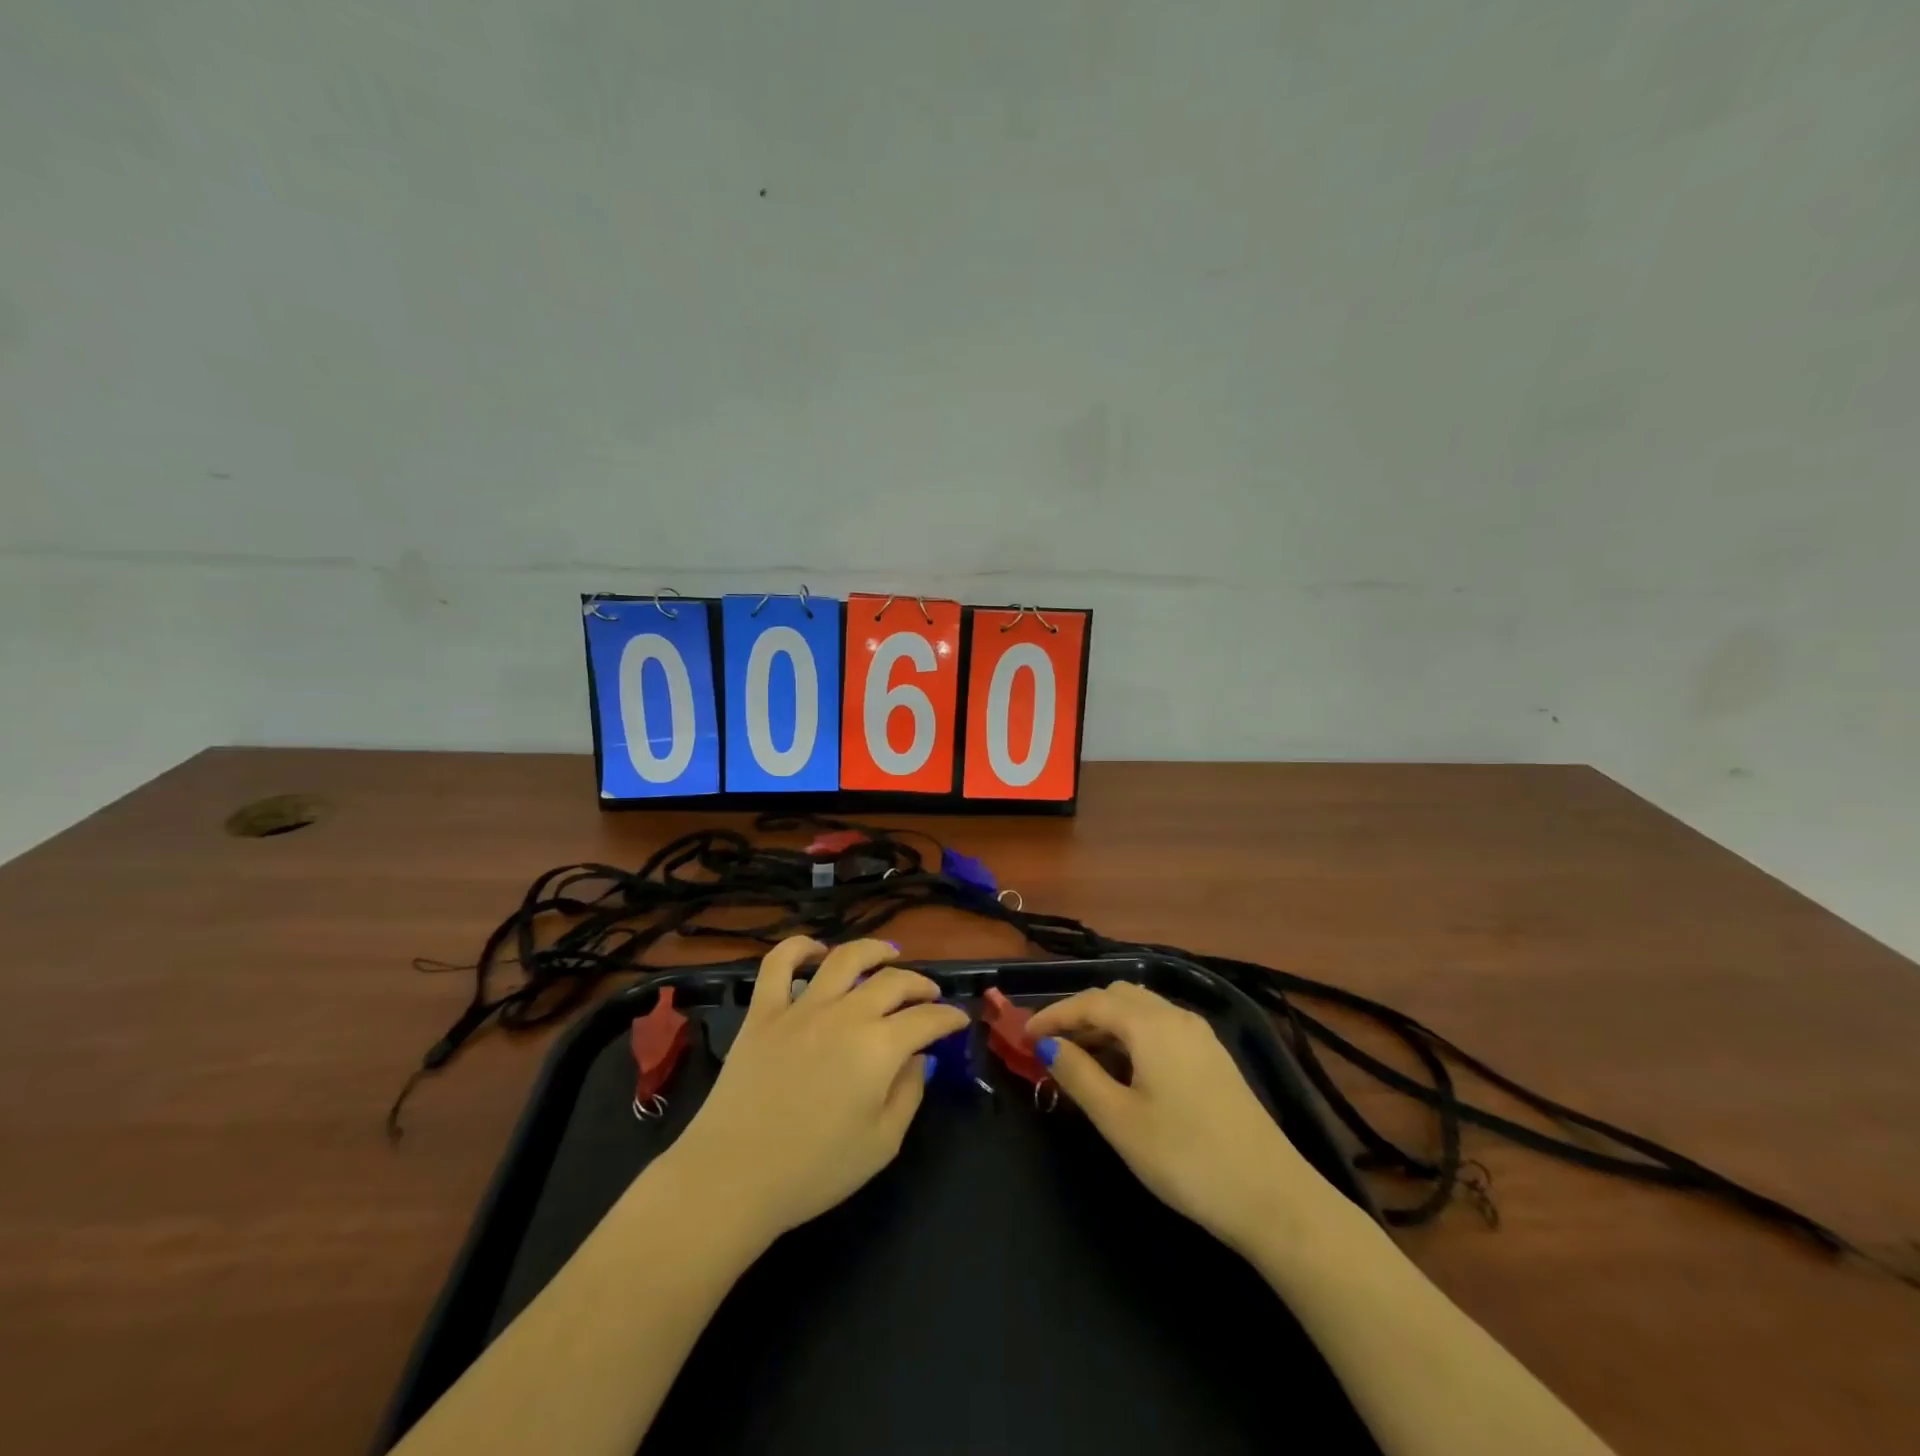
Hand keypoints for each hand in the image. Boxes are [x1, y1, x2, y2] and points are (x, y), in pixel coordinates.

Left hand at [656, 937, 967, 1248]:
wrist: (732, 1177)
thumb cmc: (814, 1170)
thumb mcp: (882, 1144)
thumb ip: (909, 1093)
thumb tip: (919, 1058)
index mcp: (879, 1047)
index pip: (927, 1019)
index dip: (949, 1016)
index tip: (959, 1019)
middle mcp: (845, 1014)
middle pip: (893, 981)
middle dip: (920, 984)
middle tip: (930, 994)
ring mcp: (802, 1007)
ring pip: (845, 958)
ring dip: (873, 950)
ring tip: (888, 953)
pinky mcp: (763, 1012)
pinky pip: (779, 964)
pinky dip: (799, 948)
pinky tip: (816, 951)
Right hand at [1029, 981, 1342, 1252]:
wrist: (1273, 1197)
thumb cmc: (1185, 1158)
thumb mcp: (1119, 1120)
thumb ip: (1079, 1075)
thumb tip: (1048, 1046)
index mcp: (1150, 1024)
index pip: (1090, 1002)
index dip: (1053, 1014)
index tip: (1023, 1035)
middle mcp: (1176, 1016)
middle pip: (1117, 997)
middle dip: (1079, 1014)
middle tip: (1051, 1046)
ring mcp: (1200, 1036)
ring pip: (1141, 1011)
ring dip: (1106, 1025)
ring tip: (1080, 1060)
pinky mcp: (1214, 1058)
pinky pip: (1161, 1028)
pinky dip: (1132, 1037)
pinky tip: (1124, 1071)